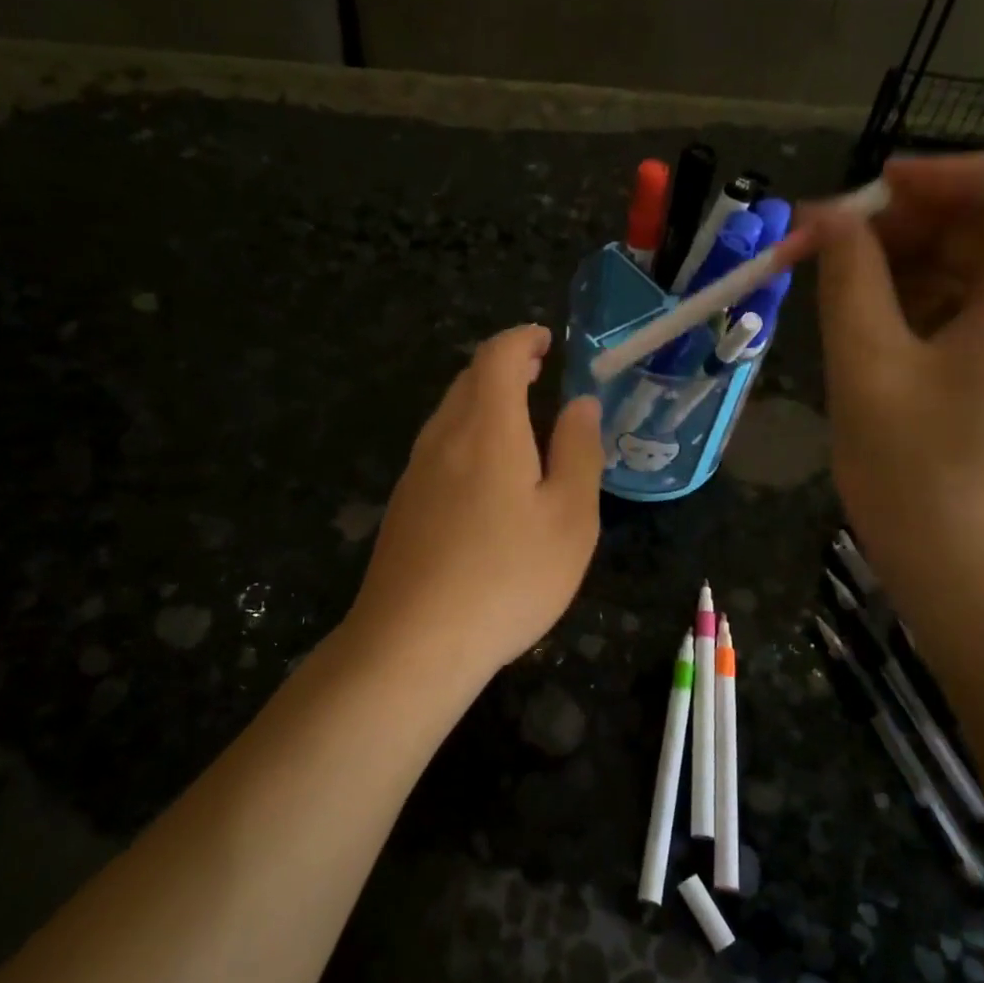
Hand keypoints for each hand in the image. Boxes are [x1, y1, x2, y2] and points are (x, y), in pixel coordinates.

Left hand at [346, 325, 603, 691]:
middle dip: (504, 367)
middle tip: (538, 374)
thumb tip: (580, 404)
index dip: (523, 339)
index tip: (547, 342)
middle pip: (468, 381)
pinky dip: (467, 438)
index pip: (497, 356)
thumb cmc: (508, 577)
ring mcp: (415, 474)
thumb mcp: (570, 518)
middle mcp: (442, 438)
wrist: (414, 642)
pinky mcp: (403, 507)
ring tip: (519, 421)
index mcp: (486, 428)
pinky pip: (438, 450)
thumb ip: (578, 452)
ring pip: (449, 416)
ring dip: (483, 403)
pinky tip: (486, 477)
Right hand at [804, 142, 983, 596]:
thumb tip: (828, 222)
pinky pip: (981, 314)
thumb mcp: (868, 371)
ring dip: (914, 262)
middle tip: (834, 245)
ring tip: (840, 288)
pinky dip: (927, 303)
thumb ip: (849, 284)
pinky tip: (871, 331)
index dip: (961, 168)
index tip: (880, 198)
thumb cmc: (918, 479)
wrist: (972, 582)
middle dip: (917, 217)